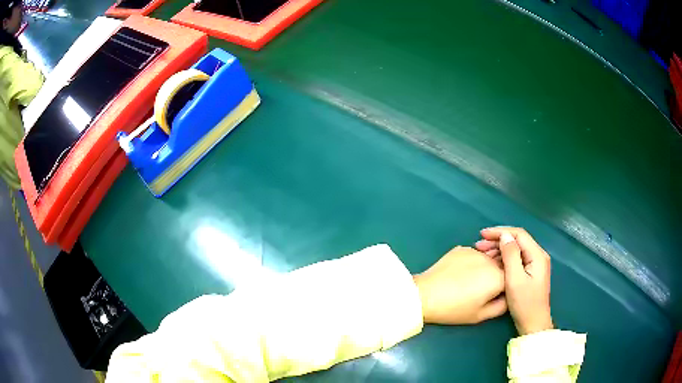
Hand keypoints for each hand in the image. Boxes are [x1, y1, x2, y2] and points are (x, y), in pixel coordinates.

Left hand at [413, 246, 505, 324]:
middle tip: (485, 288)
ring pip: (489, 257)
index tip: (499, 293)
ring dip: (487, 267)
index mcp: (499, 277)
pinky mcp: (461, 248)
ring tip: (472, 281)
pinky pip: (475, 254)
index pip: (514, 276)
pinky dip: (473, 262)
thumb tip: (510, 296)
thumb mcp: (481, 315)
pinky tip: (462, 273)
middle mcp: (490, 260)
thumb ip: (503, 305)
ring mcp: (475, 251)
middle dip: (499, 274)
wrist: (425, 295)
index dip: (508, 285)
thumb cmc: (455, 309)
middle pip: (503, 264)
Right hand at [476, 227, 552, 334]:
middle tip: (479, 245)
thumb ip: (511, 255)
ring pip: (516, 249)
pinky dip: (504, 257)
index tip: (482, 234)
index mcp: (537, 255)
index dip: (500, 232)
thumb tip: (505, 236)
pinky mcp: (531, 271)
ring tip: (482, 253)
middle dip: (498, 240)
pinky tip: (493, 262)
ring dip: (499, 249)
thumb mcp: (515, 279)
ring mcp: (535, 264)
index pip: (519, 234)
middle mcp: (538, 255)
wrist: (533, 323)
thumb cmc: (524, 303)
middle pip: (517, 240)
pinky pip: (516, 258)